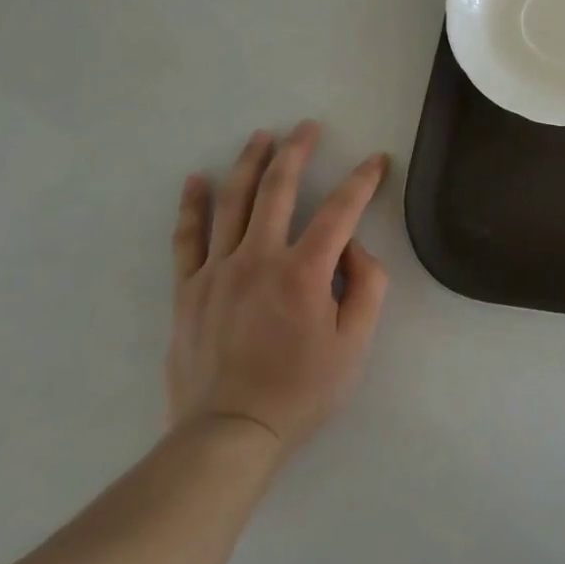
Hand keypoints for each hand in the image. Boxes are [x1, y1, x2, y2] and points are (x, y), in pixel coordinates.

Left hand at [167, 122, 389, 463]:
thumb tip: (352, 247)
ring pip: (233, 201)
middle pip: (278, 188)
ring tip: (261, 136)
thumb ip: (367, 285)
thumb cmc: (301, 391)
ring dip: (250, 163)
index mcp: (304, 271)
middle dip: (297, 150)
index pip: (341, 209)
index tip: (376, 160)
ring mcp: (218, 271)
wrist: (229, 436)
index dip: (362, 180)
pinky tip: (197, 180)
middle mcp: (258, 258)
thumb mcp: (356, 344)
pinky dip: (192, 205)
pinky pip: (188, 238)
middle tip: (308, 127)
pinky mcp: (188, 290)